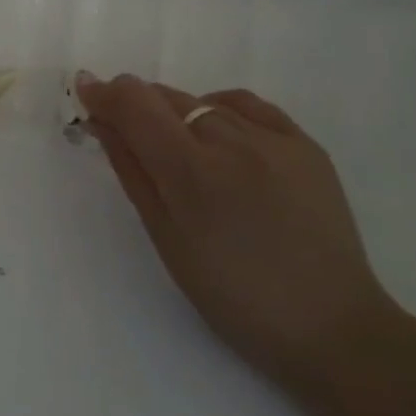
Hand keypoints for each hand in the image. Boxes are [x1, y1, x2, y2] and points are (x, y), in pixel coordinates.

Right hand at [76, 73, 394, 382]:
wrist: (329, 326)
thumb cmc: (230, 294)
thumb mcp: (165, 237)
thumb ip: (131, 171)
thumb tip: (102, 123)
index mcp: (191, 172)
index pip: (135, 105)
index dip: (104, 92)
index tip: (85, 90)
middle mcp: (232, 142)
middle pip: (167, 98)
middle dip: (136, 105)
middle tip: (123, 129)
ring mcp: (274, 140)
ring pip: (204, 102)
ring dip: (177, 114)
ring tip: (176, 148)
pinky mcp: (306, 145)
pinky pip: (248, 106)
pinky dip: (220, 110)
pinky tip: (217, 134)